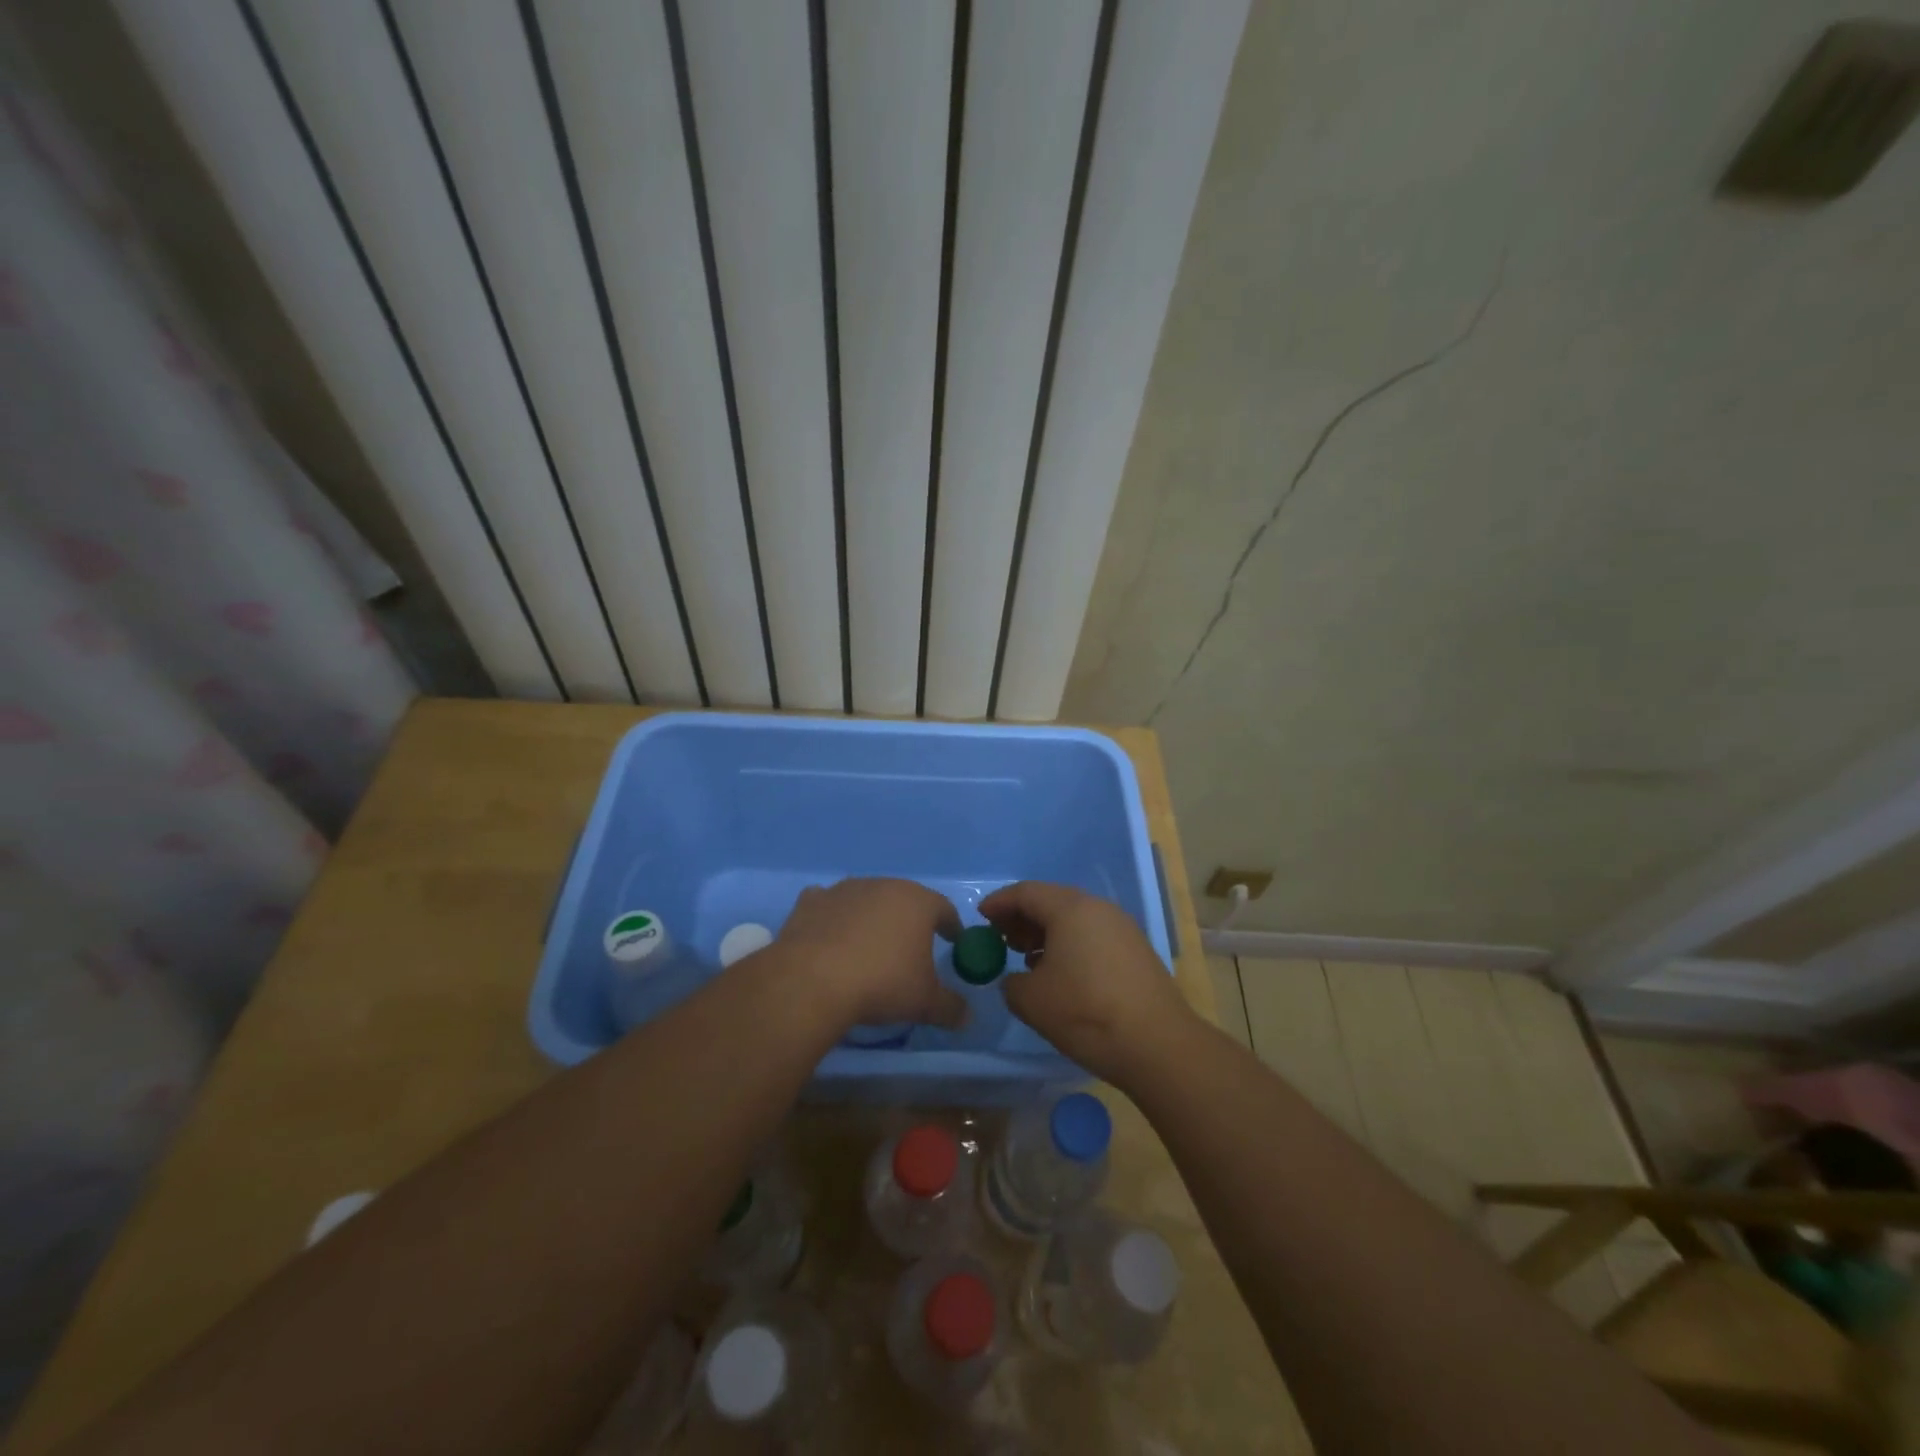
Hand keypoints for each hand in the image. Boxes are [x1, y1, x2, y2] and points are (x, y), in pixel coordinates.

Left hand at [771, 878, 965, 1031]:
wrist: (813, 980)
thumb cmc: (882, 984)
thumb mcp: (925, 1003)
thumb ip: (950, 1007)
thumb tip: (967, 1016)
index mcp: (918, 902)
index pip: (944, 909)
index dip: (951, 926)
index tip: (954, 942)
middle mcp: (883, 885)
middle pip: (904, 900)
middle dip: (910, 921)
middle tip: (912, 947)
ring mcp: (844, 890)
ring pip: (867, 900)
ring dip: (871, 917)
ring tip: (869, 946)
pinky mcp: (811, 901)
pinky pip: (829, 904)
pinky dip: (833, 916)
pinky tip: (831, 936)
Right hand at [980, 881, 1192, 1085]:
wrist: (1158, 1044)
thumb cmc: (1086, 1012)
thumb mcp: (1031, 1001)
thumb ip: (1011, 983)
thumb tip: (1016, 979)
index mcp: (1070, 909)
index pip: (1026, 893)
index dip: (999, 903)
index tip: (981, 918)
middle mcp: (1098, 908)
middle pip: (1052, 901)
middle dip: (1022, 918)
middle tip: (1002, 940)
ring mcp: (1122, 928)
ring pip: (1074, 919)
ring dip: (1046, 934)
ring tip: (1028, 960)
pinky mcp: (1136, 950)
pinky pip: (1093, 936)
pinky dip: (1070, 945)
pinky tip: (1062, 974)